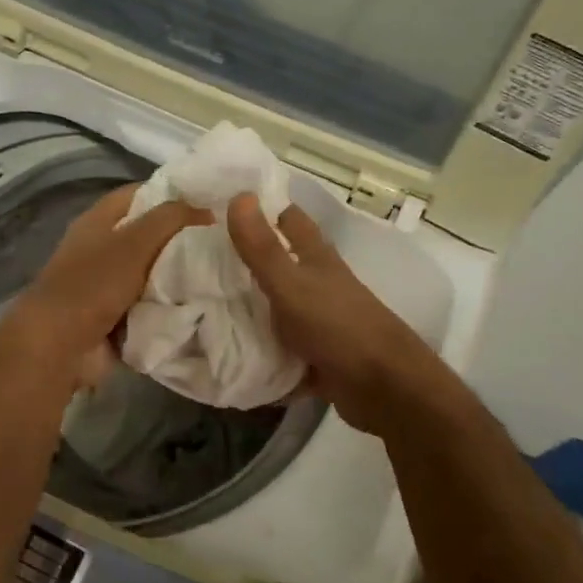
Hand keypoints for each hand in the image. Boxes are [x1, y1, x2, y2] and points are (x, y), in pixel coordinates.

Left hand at [8, 184, 207, 386]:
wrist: (60, 346)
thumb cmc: (94, 284)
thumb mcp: (134, 242)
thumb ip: (170, 219)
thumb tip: (207, 211)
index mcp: (98, 221)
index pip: (140, 194)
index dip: (172, 192)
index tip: (211, 199)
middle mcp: (102, 249)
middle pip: (150, 235)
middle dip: (184, 238)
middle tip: (227, 238)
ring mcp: (109, 285)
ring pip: (156, 273)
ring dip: (182, 276)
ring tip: (225, 270)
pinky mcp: (118, 317)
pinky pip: (153, 305)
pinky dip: (172, 306)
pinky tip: (206, 302)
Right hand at [227, 194, 444, 435]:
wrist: (383, 388)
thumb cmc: (338, 327)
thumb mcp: (292, 285)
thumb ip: (263, 248)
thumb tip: (238, 194)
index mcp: (317, 259)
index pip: (289, 219)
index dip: (262, 209)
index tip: (223, 207)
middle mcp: (320, 285)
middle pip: (280, 265)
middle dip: (245, 263)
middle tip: (199, 261)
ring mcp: (321, 322)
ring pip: (279, 309)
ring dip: (250, 311)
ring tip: (204, 309)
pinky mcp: (318, 357)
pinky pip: (282, 351)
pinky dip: (261, 354)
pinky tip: (230, 358)